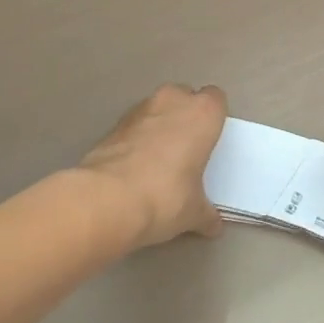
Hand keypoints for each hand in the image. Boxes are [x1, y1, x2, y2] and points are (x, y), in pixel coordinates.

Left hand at [78, 84, 227, 248]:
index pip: (216, 99)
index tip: (210, 140)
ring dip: (159, 125)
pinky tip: (134, 166)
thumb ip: (206, 213)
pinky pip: (134, 125)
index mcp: (202, 113)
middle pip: (185, 97)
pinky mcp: (113, 124)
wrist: (107, 200)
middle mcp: (173, 101)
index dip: (213, 118)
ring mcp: (140, 109)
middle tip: (185, 148)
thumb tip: (213, 225)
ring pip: (157, 108)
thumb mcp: (194, 212)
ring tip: (157, 159)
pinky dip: (136, 138)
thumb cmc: (165, 196)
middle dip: (185, 116)